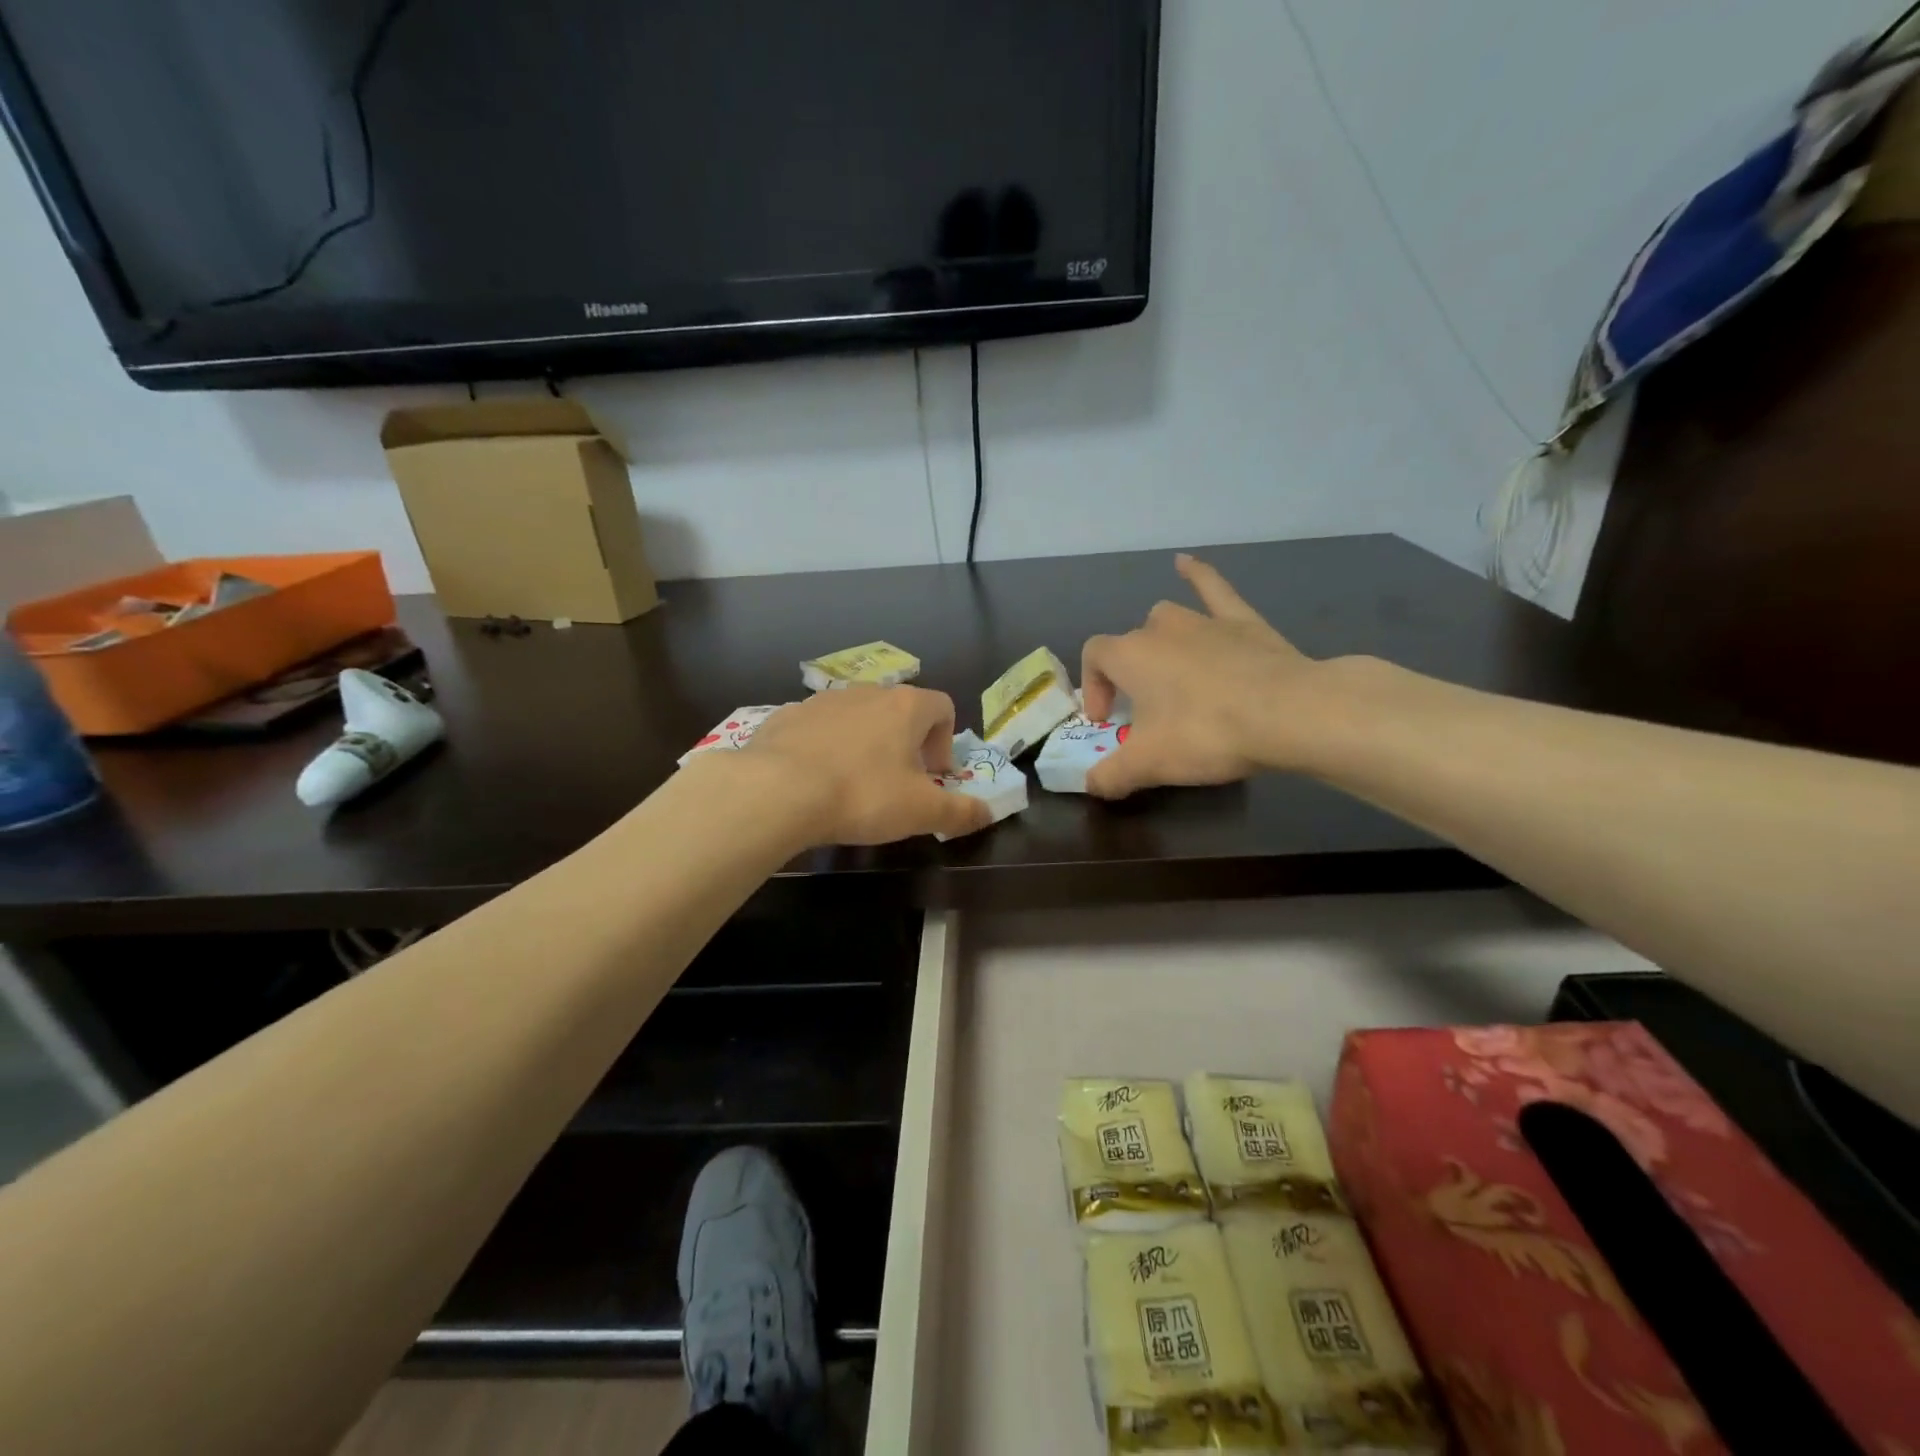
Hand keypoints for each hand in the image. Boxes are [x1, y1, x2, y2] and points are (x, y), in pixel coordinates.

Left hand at [742, 685, 991, 843]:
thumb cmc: (862, 795)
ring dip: (864, 743)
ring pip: (857, 717)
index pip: (942, 706)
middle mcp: (866, 692)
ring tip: (853, 784)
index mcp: (905, 707)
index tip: (933, 776)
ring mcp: (823, 700)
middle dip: (905, 744)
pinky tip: (814, 780)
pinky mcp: (787, 715)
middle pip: (899, 710)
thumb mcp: (921, 812)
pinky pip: (818, 727)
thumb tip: (988, 812)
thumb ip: (960, 811)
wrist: (777, 790)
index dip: (945, 742)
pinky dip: (825, 747)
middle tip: (897, 783)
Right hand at [1081, 554, 1317, 798]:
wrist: (1289, 713)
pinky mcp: (1243, 621)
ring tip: (1166, 666)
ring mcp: (1203, 620)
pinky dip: (1197, 574)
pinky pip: (1213, 588)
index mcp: (1129, 655)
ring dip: (1159, 640)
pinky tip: (1185, 563)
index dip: (1093, 687)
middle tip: (1144, 711)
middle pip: (1131, 643)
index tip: (1107, 720)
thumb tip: (1092, 785)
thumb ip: (1111, 775)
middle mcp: (1160, 628)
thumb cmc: (1206, 733)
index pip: (1094, 658)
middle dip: (1129, 674)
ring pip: (1167, 618)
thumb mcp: (1149, 765)